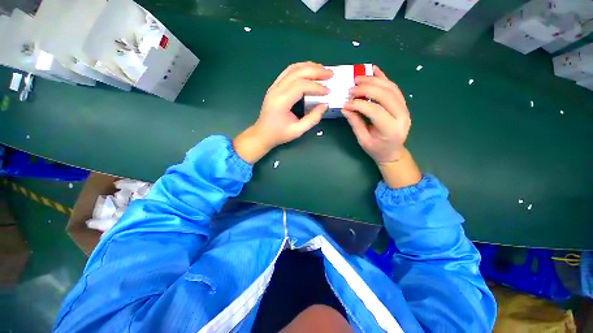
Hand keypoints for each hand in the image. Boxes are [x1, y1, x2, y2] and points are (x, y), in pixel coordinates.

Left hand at [233, 62, 332, 163]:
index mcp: (281, 101)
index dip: (316, 87)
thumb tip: (324, 105)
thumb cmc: (279, 134)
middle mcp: (276, 90)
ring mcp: (274, 86)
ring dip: (309, 67)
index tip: (328, 91)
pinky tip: (309, 70)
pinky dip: (300, 69)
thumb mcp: (297, 131)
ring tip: (322, 69)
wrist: (262, 134)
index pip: (301, 86)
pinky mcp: (274, 87)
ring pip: (292, 69)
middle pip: (297, 72)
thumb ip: (312, 119)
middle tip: (330, 74)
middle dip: (316, 71)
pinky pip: (287, 72)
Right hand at [342, 65, 410, 163]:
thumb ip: (355, 123)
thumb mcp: (363, 140)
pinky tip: (374, 70)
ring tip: (359, 78)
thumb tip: (345, 108)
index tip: (346, 103)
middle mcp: (402, 116)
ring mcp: (405, 108)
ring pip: (391, 88)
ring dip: (374, 80)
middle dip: (367, 88)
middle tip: (352, 87)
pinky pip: (394, 88)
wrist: (392, 152)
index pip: (375, 111)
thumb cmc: (376, 149)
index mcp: (391, 129)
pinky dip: (384, 78)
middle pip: (385, 95)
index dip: (359, 104)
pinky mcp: (403, 104)